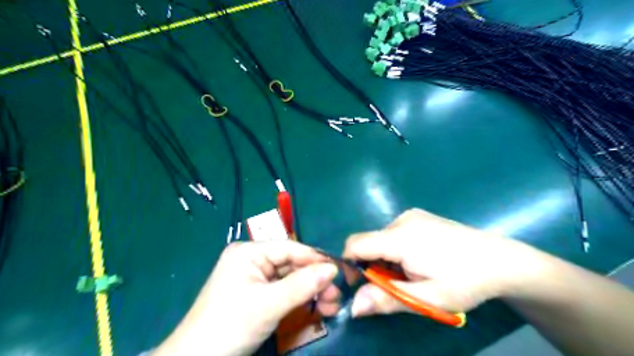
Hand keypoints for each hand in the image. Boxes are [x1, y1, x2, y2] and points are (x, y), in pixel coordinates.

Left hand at [152, 240, 342, 354]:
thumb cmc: (229, 326)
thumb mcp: (268, 304)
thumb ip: (302, 285)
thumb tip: (333, 269)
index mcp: (249, 252)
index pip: (289, 248)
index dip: (315, 258)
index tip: (339, 270)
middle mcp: (252, 260)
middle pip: (292, 265)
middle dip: (315, 280)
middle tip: (336, 295)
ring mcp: (254, 278)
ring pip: (290, 279)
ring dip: (311, 291)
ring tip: (331, 305)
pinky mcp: (257, 295)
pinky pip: (284, 292)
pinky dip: (300, 300)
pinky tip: (316, 308)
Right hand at [344, 209, 542, 317]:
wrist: (501, 260)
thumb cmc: (465, 281)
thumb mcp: (426, 298)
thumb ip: (386, 300)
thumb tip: (353, 307)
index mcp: (400, 238)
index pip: (355, 244)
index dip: (349, 264)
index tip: (360, 284)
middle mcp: (401, 220)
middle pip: (369, 242)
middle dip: (373, 265)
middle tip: (395, 285)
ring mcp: (411, 215)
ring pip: (382, 238)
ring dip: (386, 258)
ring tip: (412, 273)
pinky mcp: (419, 216)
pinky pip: (394, 232)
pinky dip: (395, 248)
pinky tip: (419, 259)